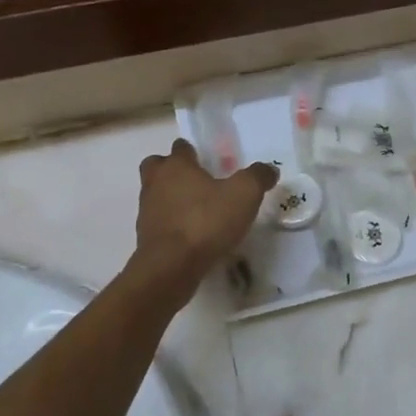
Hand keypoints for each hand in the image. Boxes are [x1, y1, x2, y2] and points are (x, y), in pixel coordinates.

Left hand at [130, 138, 276, 295]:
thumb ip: (258, 177)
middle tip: (195, 181)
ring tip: (196, 211)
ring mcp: (147, 211)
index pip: (181, 148)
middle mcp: (156, 183)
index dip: (193, 152)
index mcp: (177, 166)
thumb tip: (269, 169)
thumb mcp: (244, 195)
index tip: (207, 161)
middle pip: (156, 166)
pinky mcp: (146, 237)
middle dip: (171, 170)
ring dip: (170, 198)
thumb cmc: (206, 222)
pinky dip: (171, 223)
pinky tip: (190, 235)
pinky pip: (158, 222)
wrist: (171, 266)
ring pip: (155, 194)